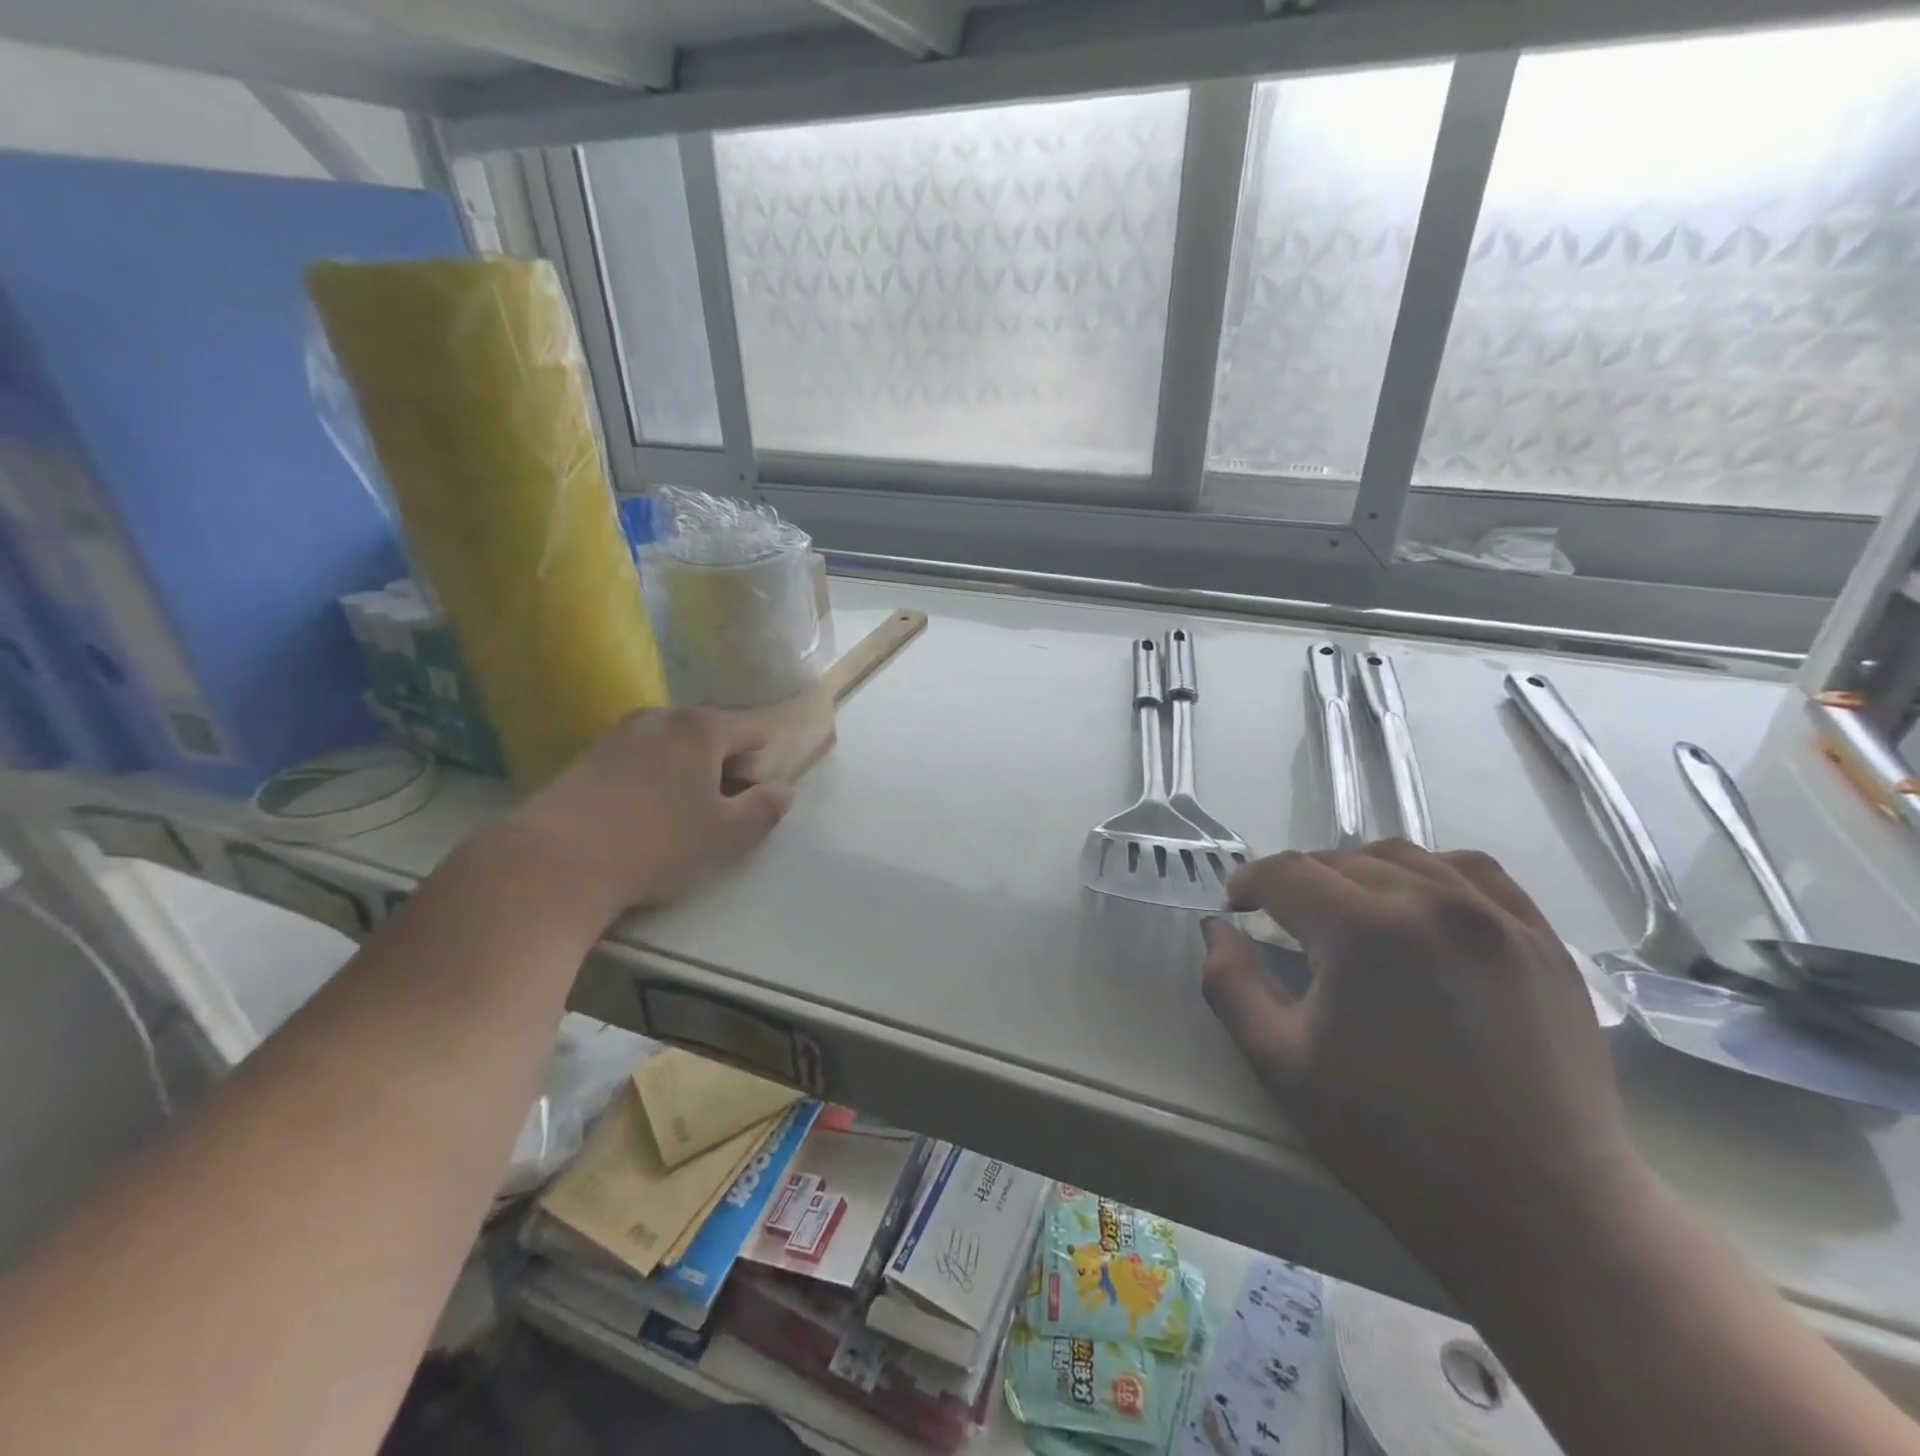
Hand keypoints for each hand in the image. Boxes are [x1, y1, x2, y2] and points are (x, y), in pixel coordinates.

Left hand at [505, 709, 792, 921]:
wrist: (555, 861)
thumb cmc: (659, 844)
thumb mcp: (729, 834)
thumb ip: (766, 807)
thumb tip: (784, 789)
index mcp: (702, 728)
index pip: (752, 733)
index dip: (760, 766)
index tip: (750, 804)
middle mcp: (662, 717)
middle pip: (711, 736)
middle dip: (723, 768)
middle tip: (717, 814)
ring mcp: (619, 733)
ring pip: (672, 748)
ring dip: (686, 775)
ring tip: (678, 818)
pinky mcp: (586, 756)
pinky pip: (638, 760)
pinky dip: (651, 780)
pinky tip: (640, 818)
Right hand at [1200, 841, 1647, 1274]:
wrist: (1540, 1211)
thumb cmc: (1392, 1140)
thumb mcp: (1281, 1063)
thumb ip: (1231, 982)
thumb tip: (1217, 928)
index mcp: (1365, 930)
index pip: (1286, 873)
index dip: (1250, 884)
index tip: (1238, 909)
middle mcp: (1433, 902)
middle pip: (1341, 861)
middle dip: (1299, 885)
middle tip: (1286, 926)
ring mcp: (1497, 916)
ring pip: (1404, 856)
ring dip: (1359, 873)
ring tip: (1348, 914)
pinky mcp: (1542, 940)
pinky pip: (1473, 872)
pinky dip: (1430, 874)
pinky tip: (1419, 907)